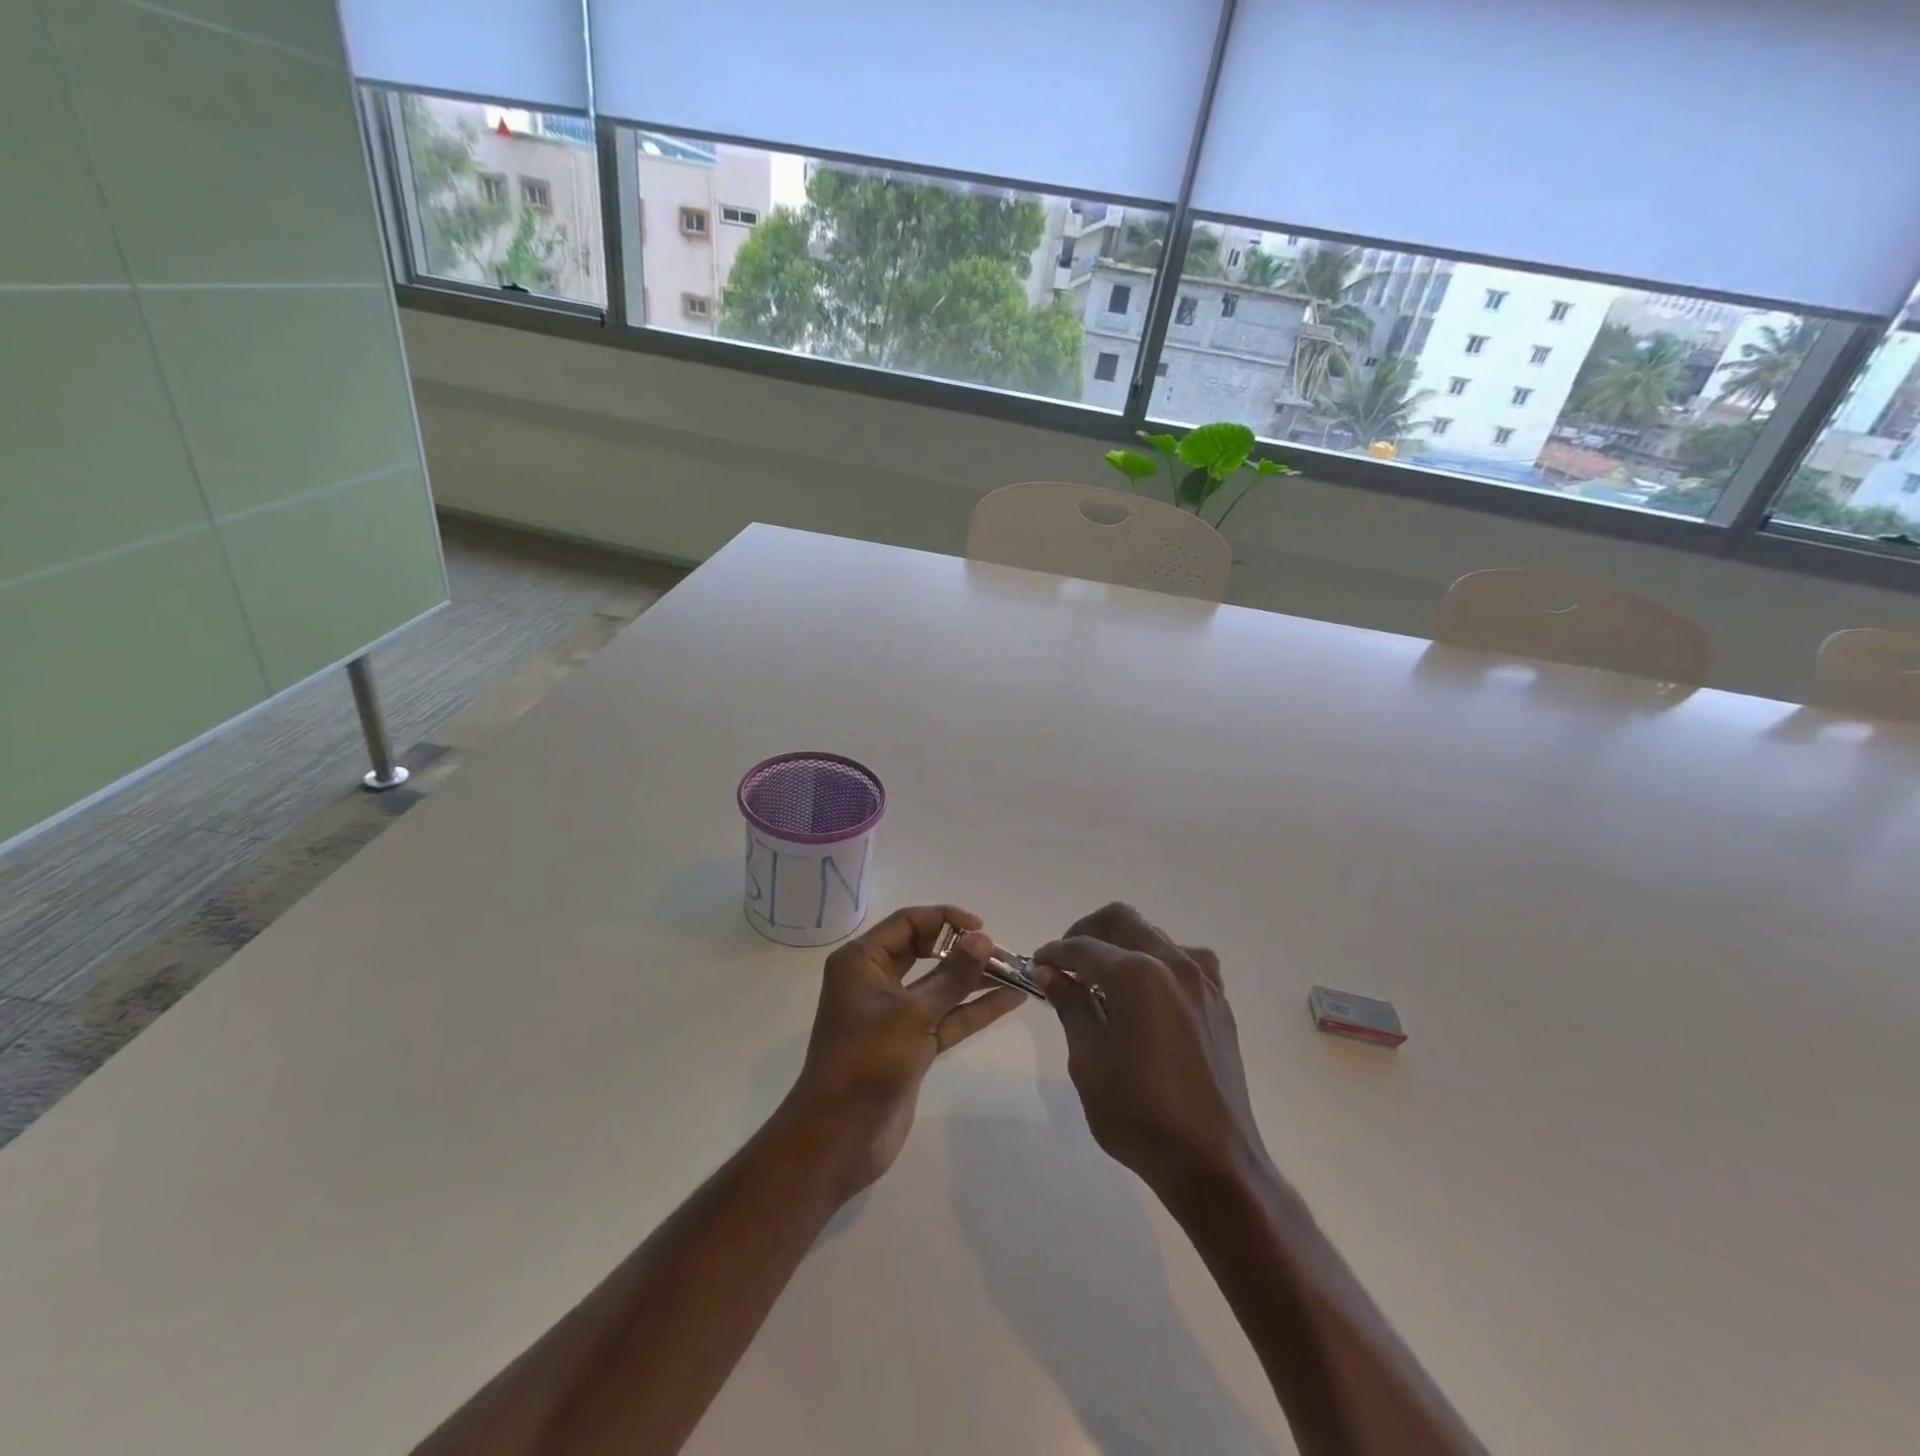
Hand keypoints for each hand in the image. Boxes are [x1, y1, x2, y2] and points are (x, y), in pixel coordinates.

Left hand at [782, 904, 1025, 1199]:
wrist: (840, 1137)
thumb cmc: (868, 1062)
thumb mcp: (913, 1015)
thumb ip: (953, 976)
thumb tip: (984, 938)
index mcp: (861, 962)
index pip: (908, 923)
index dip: (946, 919)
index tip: (983, 928)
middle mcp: (875, 980)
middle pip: (925, 950)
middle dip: (963, 950)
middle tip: (1003, 952)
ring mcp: (894, 1014)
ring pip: (939, 985)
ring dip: (974, 979)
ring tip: (1016, 972)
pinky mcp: (910, 1043)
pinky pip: (946, 1016)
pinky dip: (973, 1009)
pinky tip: (1009, 999)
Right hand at [1034, 903, 1264, 1201]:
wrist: (1213, 1162)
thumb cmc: (1140, 1117)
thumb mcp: (1089, 1063)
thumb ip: (1071, 1006)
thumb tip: (1051, 972)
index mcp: (1136, 976)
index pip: (1082, 947)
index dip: (1054, 953)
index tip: (1037, 965)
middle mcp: (1172, 963)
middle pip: (1121, 920)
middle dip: (1087, 931)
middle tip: (1067, 962)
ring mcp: (1202, 980)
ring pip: (1154, 933)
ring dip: (1123, 944)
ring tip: (1104, 978)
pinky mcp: (1219, 1000)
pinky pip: (1185, 959)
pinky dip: (1159, 961)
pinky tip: (1149, 993)